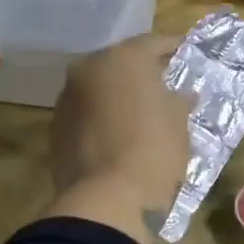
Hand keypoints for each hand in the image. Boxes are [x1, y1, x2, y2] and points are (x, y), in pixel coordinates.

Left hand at [46, 33, 192, 240]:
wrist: (106, 201)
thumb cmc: (154, 150)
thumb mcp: (179, 123)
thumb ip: (179, 101)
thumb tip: (183, 94)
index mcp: (123, 58)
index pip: (153, 43)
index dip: (173, 47)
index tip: (187, 51)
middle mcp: (89, 69)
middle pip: (121, 63)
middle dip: (142, 71)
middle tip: (164, 81)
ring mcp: (67, 99)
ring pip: (100, 88)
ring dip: (119, 94)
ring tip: (142, 109)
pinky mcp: (56, 129)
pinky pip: (87, 113)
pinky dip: (103, 116)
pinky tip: (120, 132)